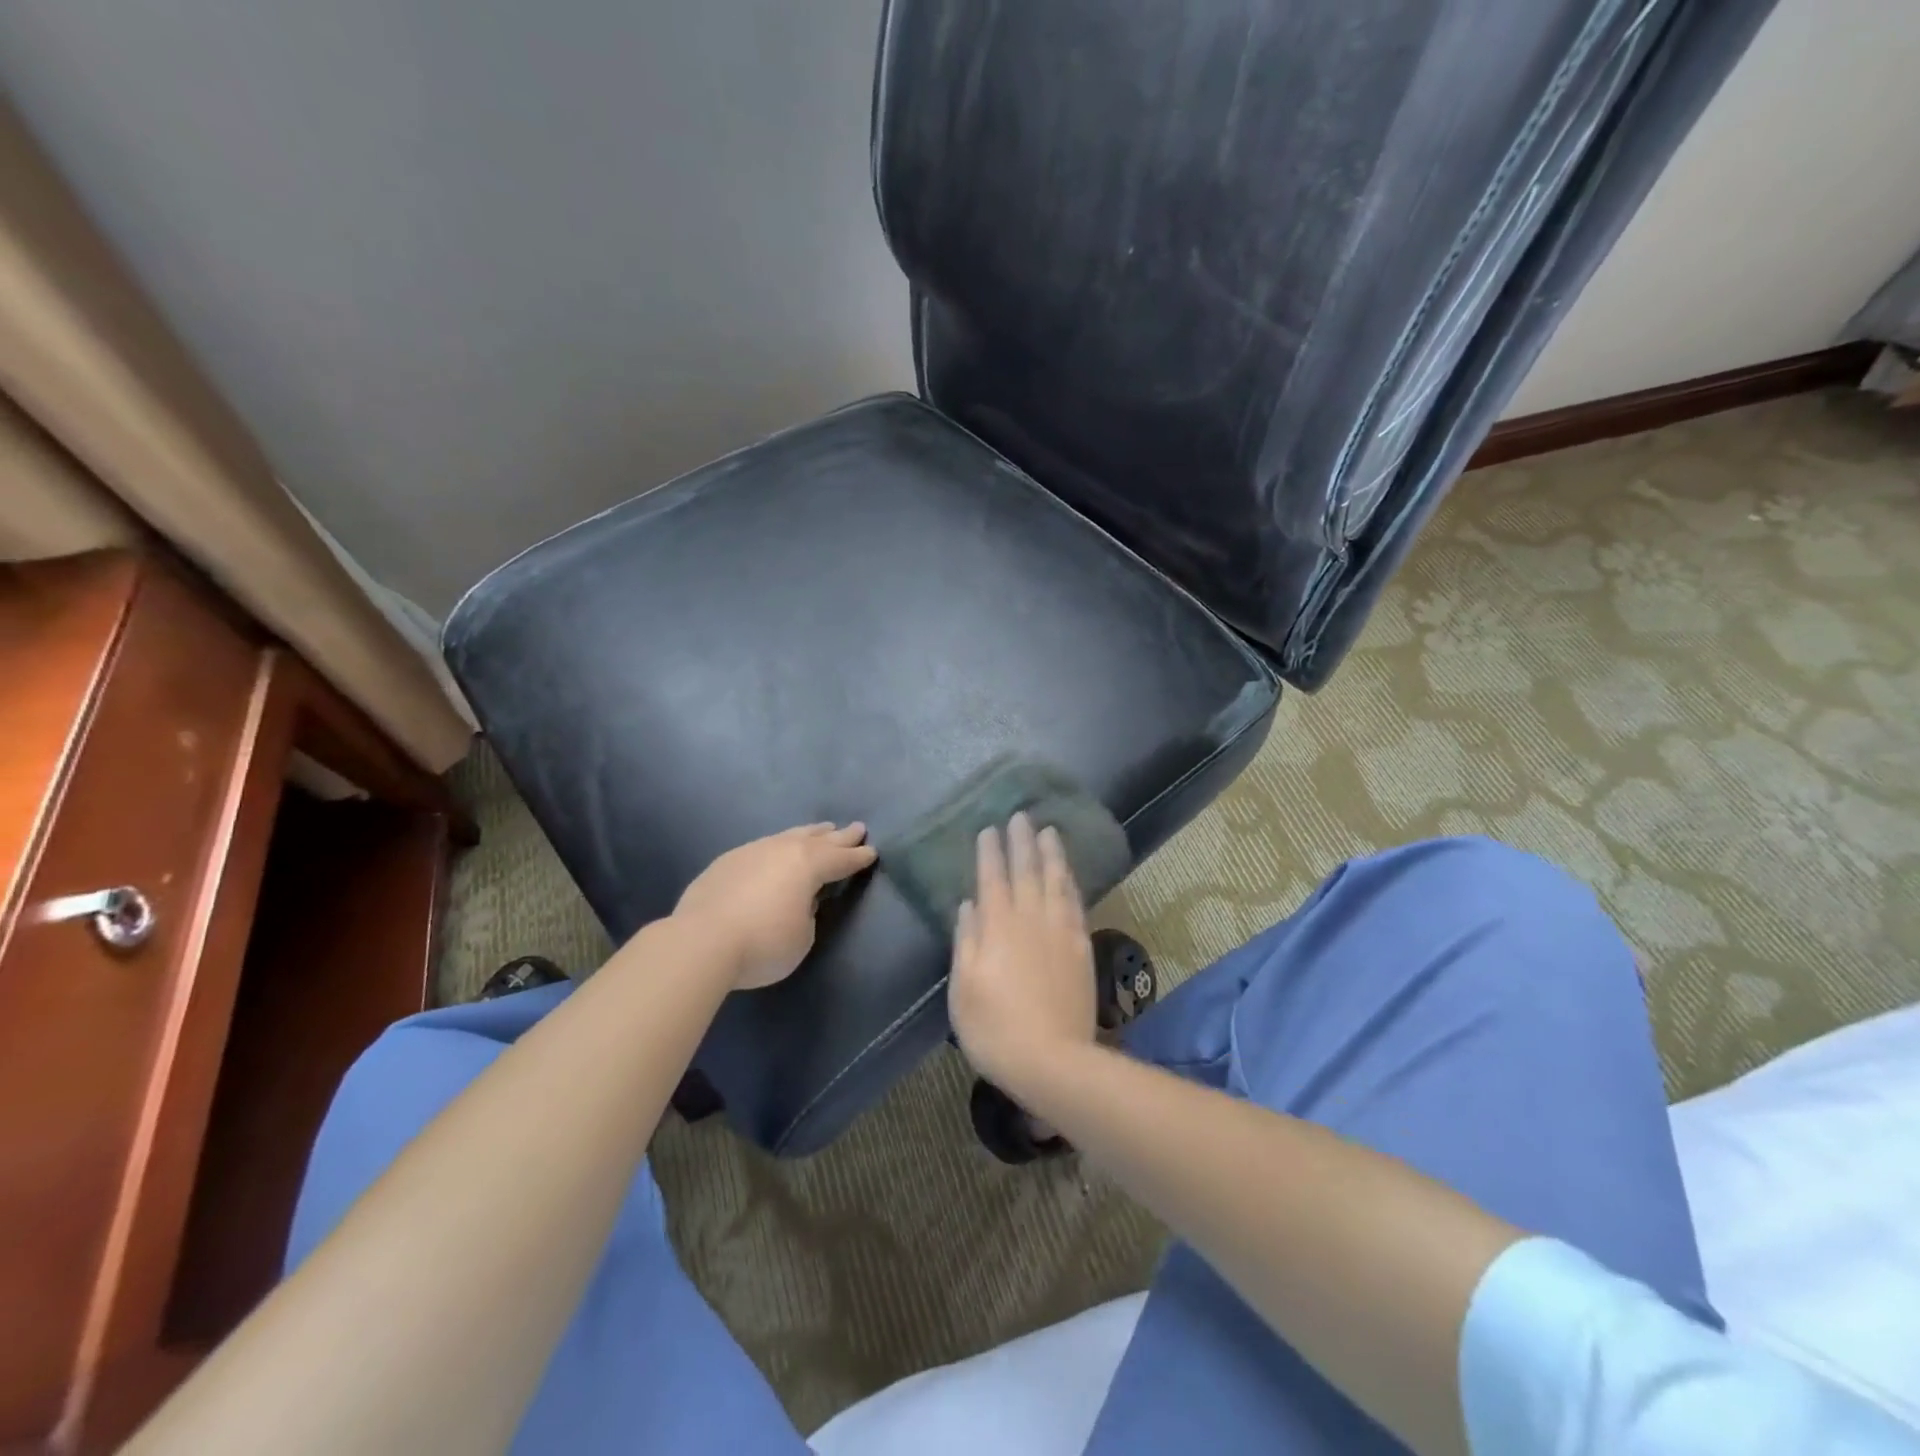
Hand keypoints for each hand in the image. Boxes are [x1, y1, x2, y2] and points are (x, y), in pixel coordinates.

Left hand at [674, 822, 876, 989]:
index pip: (841, 859)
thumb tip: (799, 901)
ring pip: (788, 836)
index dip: (858, 857)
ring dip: (809, 834)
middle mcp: (783, 850)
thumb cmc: (763, 943)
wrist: (700, 941)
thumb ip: (807, 913)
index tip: (872, 851)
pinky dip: (778, 846)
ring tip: (821, 829)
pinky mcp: (726, 861)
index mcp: (808, 865)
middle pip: (818, 840)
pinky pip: (763, 846)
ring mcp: (752, 851)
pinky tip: (775, 850)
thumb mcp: (802, 937)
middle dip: (840, 836)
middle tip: (856, 828)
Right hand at [948, 812, 1096, 1090]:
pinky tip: (1069, 875)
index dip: (990, 852)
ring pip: (1056, 882)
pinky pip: (1076, 904)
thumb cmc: (994, 1028)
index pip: (992, 878)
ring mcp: (1060, 932)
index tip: (990, 829)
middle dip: (1022, 842)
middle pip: (1026, 872)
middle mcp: (1030, 920)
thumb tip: (969, 904)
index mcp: (997, 927)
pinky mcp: (1081, 948)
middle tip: (1021, 816)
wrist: (1052, 1060)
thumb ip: (966, 941)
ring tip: (1049, 832)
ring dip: (1052, 855)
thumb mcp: (963, 988)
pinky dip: (1071, 884)